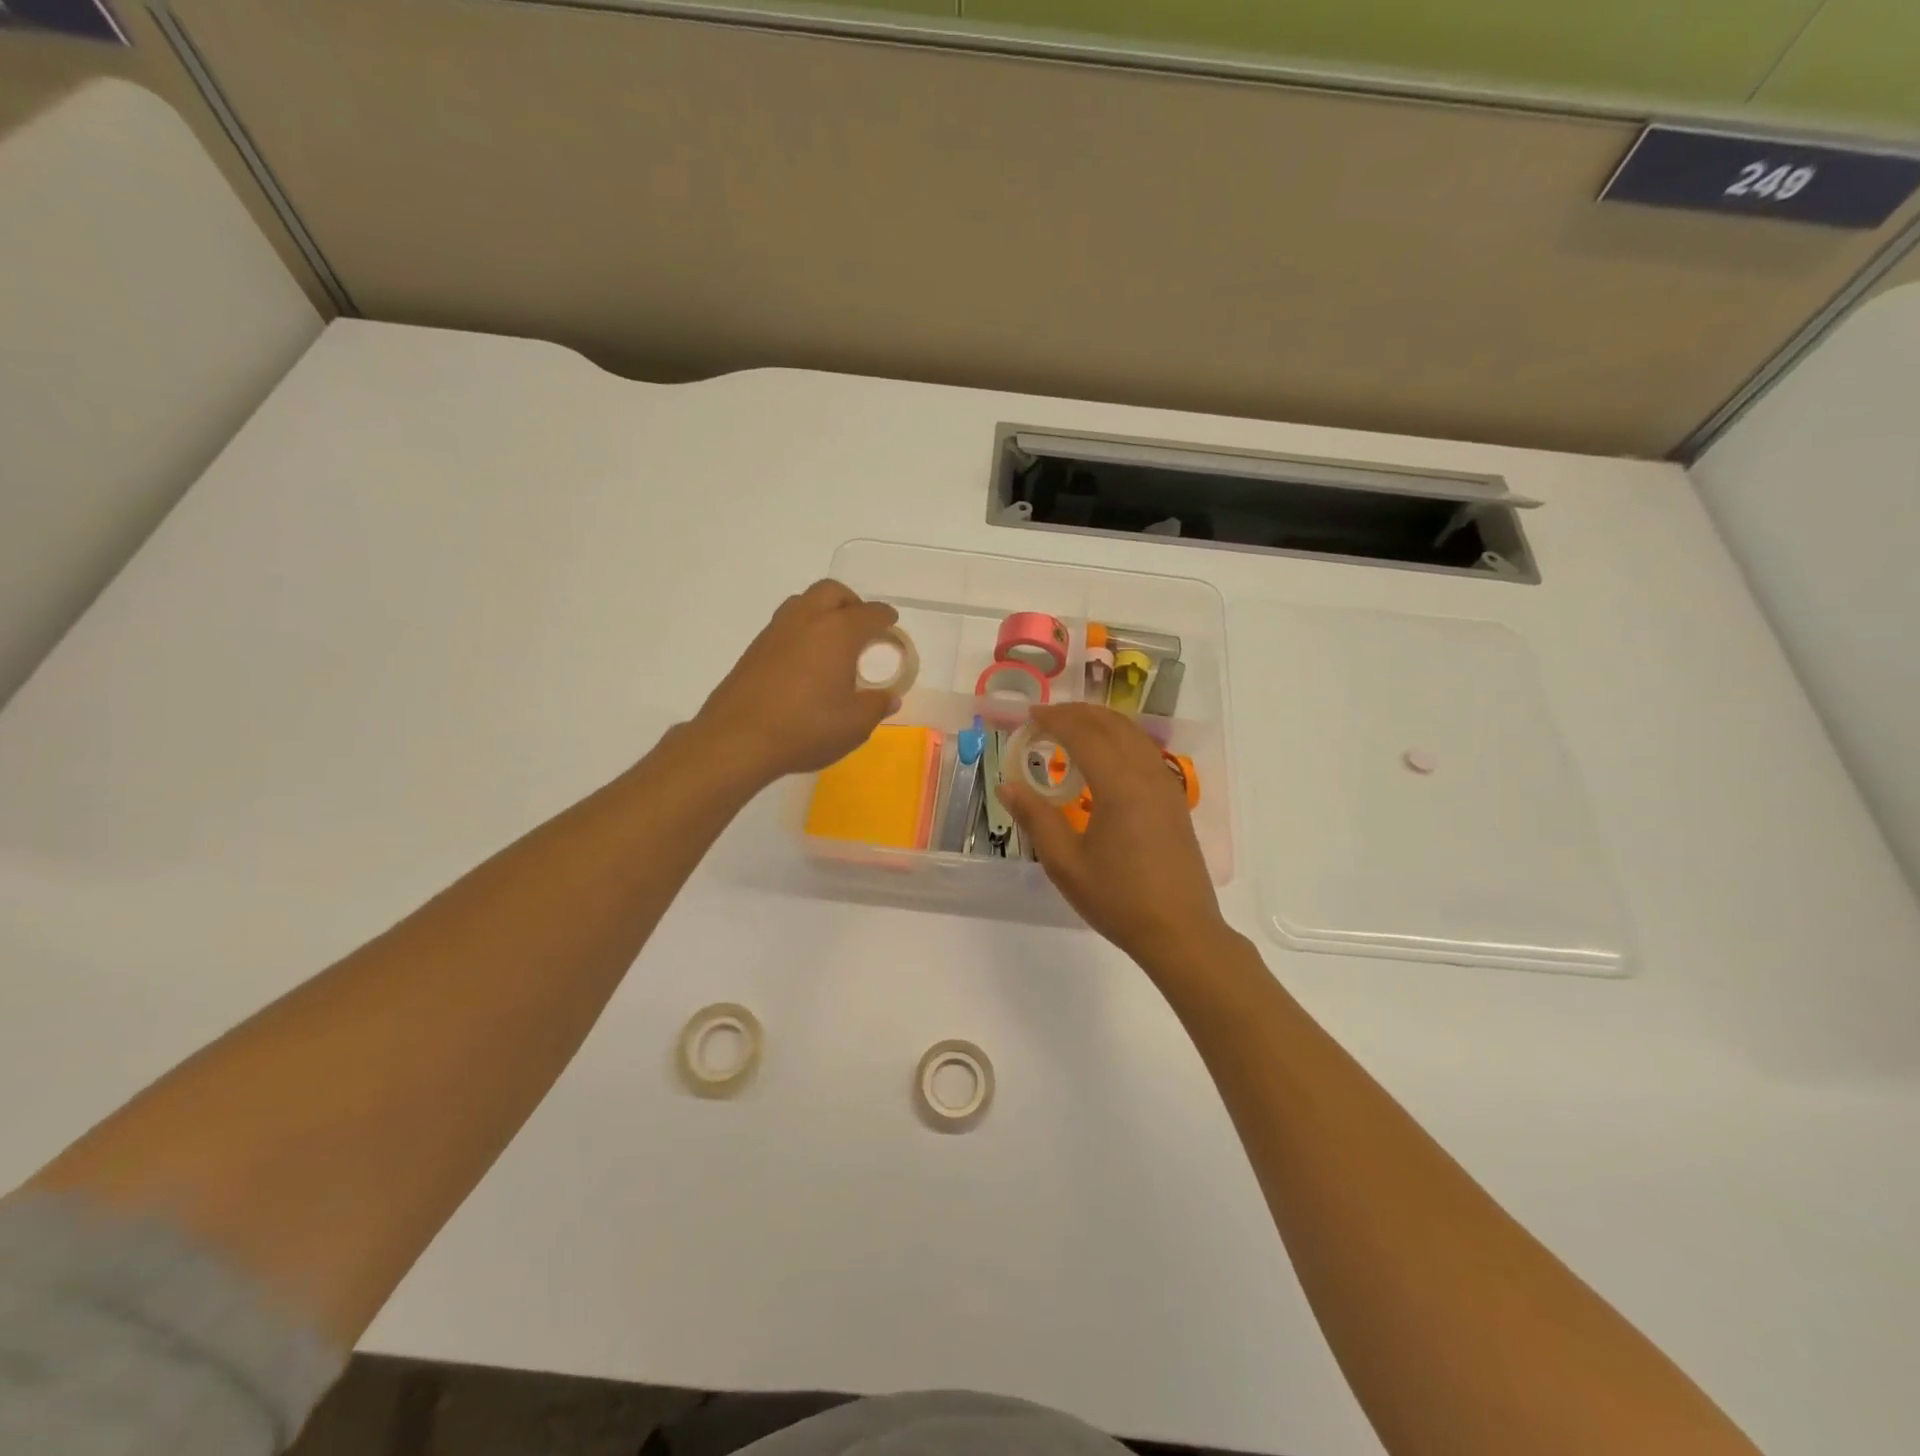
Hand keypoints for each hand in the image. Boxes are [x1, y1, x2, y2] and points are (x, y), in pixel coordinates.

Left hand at [695, 580, 900, 784]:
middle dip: (852, 602)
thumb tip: (889, 697)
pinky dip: (802, 630)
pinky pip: (785, 624)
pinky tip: (806, 660)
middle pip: (833, 592)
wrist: (737, 739)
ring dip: (823, 611)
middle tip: (862, 626)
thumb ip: (877, 705)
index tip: (891, 623)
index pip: (869, 613)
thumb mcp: (855, 724)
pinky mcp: (755, 648)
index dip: (885, 617)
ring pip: (804, 602)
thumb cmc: (806, 728)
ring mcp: (776, 631)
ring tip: (833, 641)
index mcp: (838, 632)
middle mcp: (807, 620)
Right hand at [998, 704, 1228, 969]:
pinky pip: (1146, 752)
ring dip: (1101, 722)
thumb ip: (1036, 818)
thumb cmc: (1118, 899)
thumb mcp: (1065, 864)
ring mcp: (1165, 786)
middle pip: (1112, 725)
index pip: (1084, 733)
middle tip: (1046, 718)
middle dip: (1078, 713)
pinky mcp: (1175, 801)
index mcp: (1119, 785)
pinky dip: (1121, 739)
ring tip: (1073, 728)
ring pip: (1133, 735)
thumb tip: (1008, 786)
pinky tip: (1107, 757)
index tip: (1029, 716)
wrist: (1180, 932)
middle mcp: (1146, 774)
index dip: (1055, 719)